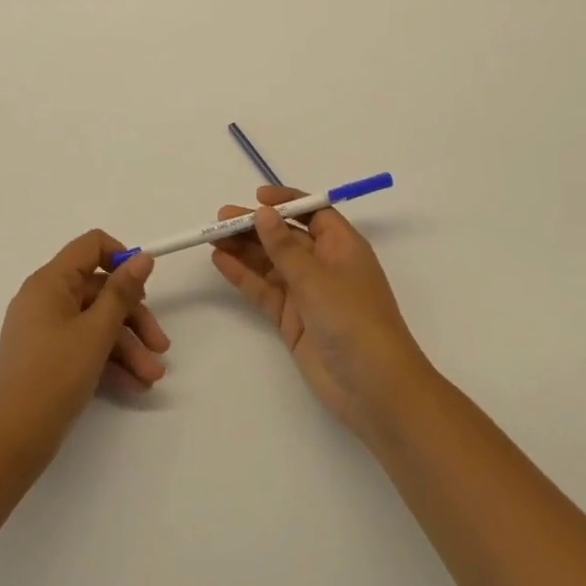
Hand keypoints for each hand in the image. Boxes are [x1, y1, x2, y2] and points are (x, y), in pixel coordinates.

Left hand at [0, 230, 169, 475]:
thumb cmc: (54, 377)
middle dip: (134, 318)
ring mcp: (45, 329)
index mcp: (50, 282)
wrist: (11, 443)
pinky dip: (108, 361)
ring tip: (153, 377)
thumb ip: (122, 292)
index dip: (121, 259)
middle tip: (161, 346)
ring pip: (96, 323)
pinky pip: (84, 345)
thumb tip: (143, 257)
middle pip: (100, 291)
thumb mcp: (96, 332)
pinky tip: (135, 385)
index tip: (144, 286)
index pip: (90, 246)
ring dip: (127, 347)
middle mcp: (45, 298)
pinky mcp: (47, 357)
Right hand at [211, 187, 431, 436]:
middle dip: (255, 226)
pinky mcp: (293, 320)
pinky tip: (221, 262)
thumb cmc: (353, 319)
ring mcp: (307, 294)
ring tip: (212, 236)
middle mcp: (324, 265)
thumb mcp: (316, 278)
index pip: (313, 212)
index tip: (257, 198)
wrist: (373, 388)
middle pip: (286, 236)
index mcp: (341, 246)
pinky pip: (264, 291)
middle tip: (220, 218)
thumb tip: (263, 213)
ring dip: (244, 249)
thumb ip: (284, 247)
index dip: (286, 202)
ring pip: (271, 263)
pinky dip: (244, 276)